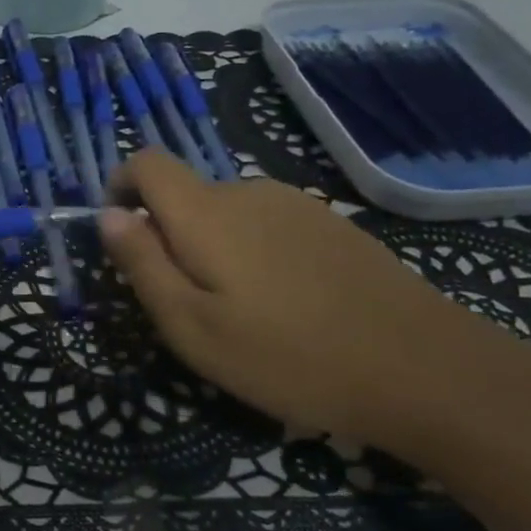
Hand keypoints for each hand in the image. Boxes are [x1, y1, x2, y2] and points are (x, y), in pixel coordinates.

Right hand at [98, 151, 530, 456]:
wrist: (423, 368)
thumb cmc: (288, 356)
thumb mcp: (191, 326)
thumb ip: (142, 264)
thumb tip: (107, 215)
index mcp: (205, 212)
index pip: (146, 162)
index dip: (120, 188)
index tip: (122, 239)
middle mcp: (247, 191)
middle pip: (185, 195)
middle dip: (168, 237)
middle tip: (187, 306)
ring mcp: (295, 204)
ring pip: (226, 213)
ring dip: (212, 249)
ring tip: (239, 313)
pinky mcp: (330, 224)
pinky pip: (265, 224)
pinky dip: (252, 253)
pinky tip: (285, 305)